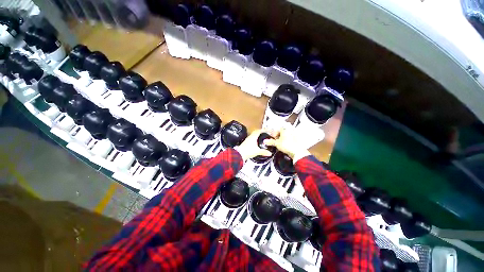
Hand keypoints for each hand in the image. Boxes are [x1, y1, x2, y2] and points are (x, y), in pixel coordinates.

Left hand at [236, 129, 273, 160]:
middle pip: (256, 132)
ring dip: (257, 135)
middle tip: (265, 133)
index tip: (267, 130)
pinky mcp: (245, 143)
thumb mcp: (257, 151)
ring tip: (261, 137)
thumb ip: (264, 152)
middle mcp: (250, 137)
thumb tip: (269, 153)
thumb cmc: (247, 151)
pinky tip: (256, 143)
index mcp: (253, 137)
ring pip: (253, 135)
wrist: (239, 155)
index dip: (264, 130)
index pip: (259, 131)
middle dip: (261, 132)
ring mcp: (247, 140)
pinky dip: (255, 139)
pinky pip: (251, 139)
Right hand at [264, 127, 307, 158]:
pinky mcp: (298, 140)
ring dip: (284, 139)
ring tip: (281, 144)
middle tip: (276, 141)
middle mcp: (290, 130)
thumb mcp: (277, 144)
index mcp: (285, 129)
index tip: (273, 138)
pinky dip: (288, 141)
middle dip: (279, 136)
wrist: (297, 152)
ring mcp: (295, 135)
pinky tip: (287, 146)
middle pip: (283, 132)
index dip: (275, 134)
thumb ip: (270, 142)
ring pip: (287, 135)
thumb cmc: (288, 146)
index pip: (278, 129)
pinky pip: (292, 139)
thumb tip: (265, 141)